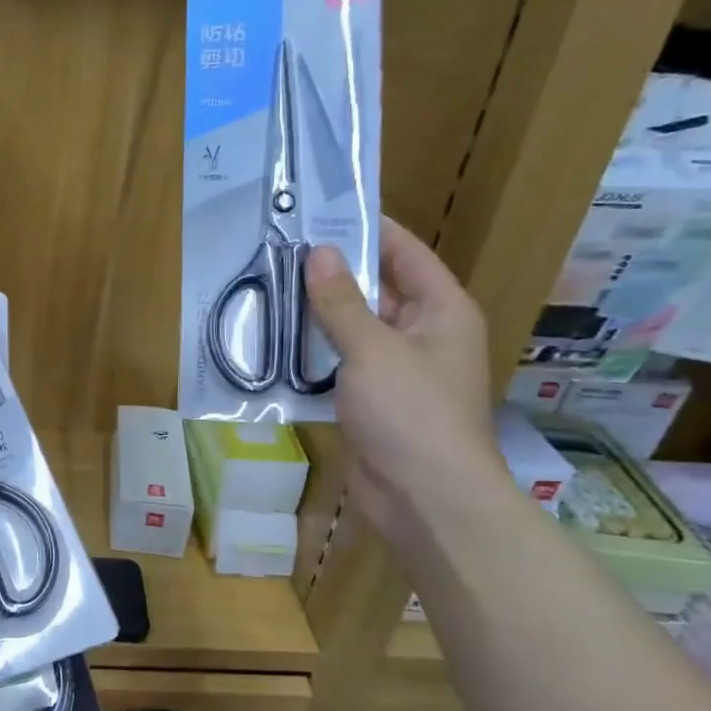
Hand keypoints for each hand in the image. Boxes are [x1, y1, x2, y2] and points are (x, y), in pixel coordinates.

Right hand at [305, 216, 500, 536]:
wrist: (425, 499)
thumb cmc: (410, 413)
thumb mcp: (372, 349)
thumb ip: (341, 301)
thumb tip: (317, 252)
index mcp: (441, 311)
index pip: (405, 254)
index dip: (368, 230)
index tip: (322, 212)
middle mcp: (423, 334)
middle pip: (377, 290)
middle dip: (333, 273)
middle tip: (282, 252)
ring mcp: (398, 371)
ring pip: (354, 329)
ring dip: (318, 316)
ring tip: (270, 290)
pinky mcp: (374, 402)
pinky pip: (342, 365)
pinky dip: (315, 355)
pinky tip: (277, 344)